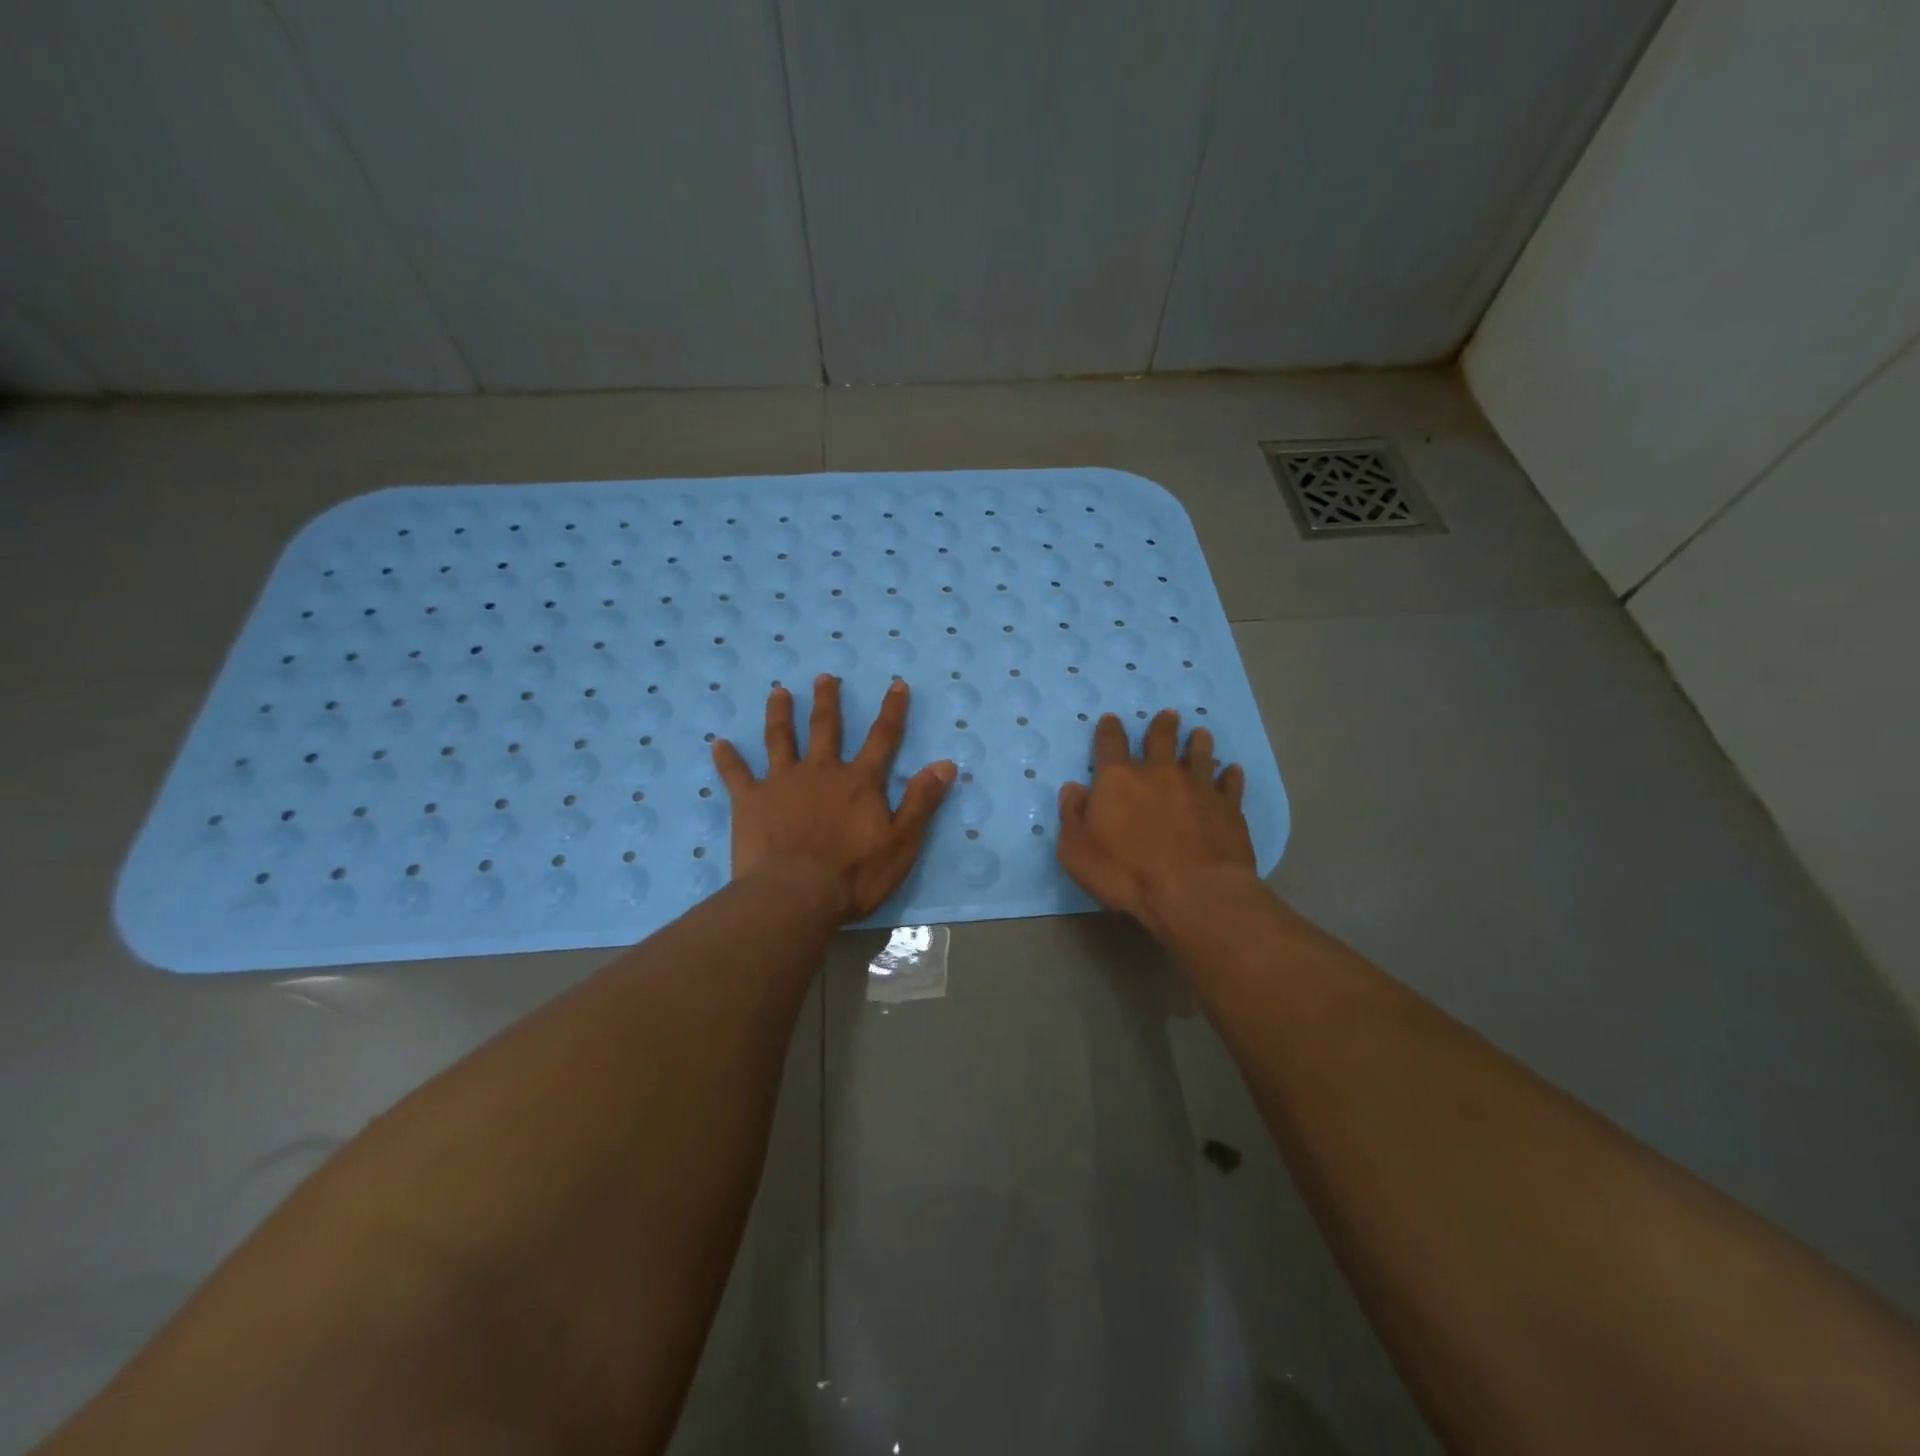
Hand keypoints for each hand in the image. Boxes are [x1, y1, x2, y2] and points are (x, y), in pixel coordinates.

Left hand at [713, 675, 956, 922]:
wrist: (795, 895)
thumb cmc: (854, 875)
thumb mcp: (901, 842)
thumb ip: (922, 801)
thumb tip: (946, 763)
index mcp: (859, 782)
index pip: (883, 738)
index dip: (892, 710)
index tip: (896, 684)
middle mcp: (821, 771)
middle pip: (826, 728)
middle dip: (827, 701)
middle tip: (824, 678)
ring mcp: (783, 783)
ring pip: (781, 739)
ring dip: (780, 714)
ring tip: (778, 692)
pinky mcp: (751, 801)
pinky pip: (736, 774)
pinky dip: (728, 758)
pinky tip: (718, 743)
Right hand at [1057, 709, 1257, 938]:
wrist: (1194, 894)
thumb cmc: (1126, 874)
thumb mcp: (1076, 852)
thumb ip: (1072, 816)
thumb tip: (1073, 788)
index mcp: (1118, 780)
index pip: (1110, 743)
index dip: (1109, 729)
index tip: (1111, 719)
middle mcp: (1159, 774)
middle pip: (1161, 739)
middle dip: (1162, 726)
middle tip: (1168, 715)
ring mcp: (1197, 788)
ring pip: (1200, 755)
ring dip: (1199, 742)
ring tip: (1201, 733)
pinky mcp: (1228, 808)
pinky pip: (1231, 784)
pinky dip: (1231, 776)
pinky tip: (1233, 771)